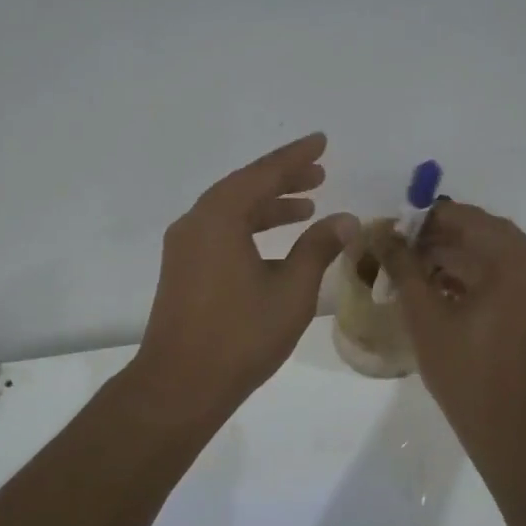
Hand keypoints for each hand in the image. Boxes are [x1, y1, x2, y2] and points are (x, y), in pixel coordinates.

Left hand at [129, 133, 356, 427]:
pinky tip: (274, 245)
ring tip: (306, 207)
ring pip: (230, 211)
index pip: (263, 174)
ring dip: (267, 205)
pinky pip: (220, 232)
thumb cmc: (240, 336)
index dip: (296, 157)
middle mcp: (196, 222)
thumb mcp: (291, 290)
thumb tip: (345, 219)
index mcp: (219, 217)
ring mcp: (184, 247)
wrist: (180, 384)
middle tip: (319, 174)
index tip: (321, 141)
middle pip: (244, 187)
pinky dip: (249, 227)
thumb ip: (318, 248)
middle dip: (283, 179)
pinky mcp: (182, 269)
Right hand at [377, 202, 525, 455]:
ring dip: (456, 255)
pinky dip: (474, 275)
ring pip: (495, 256)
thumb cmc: (465, 373)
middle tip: (401, 245)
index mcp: (516, 266)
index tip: (395, 226)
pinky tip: (438, 285)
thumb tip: (381, 235)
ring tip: (413, 266)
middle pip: (486, 234)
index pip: (470, 219)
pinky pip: (505, 277)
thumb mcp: (425, 316)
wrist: (510, 430)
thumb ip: (403, 268)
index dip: (429, 218)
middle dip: (441, 236)